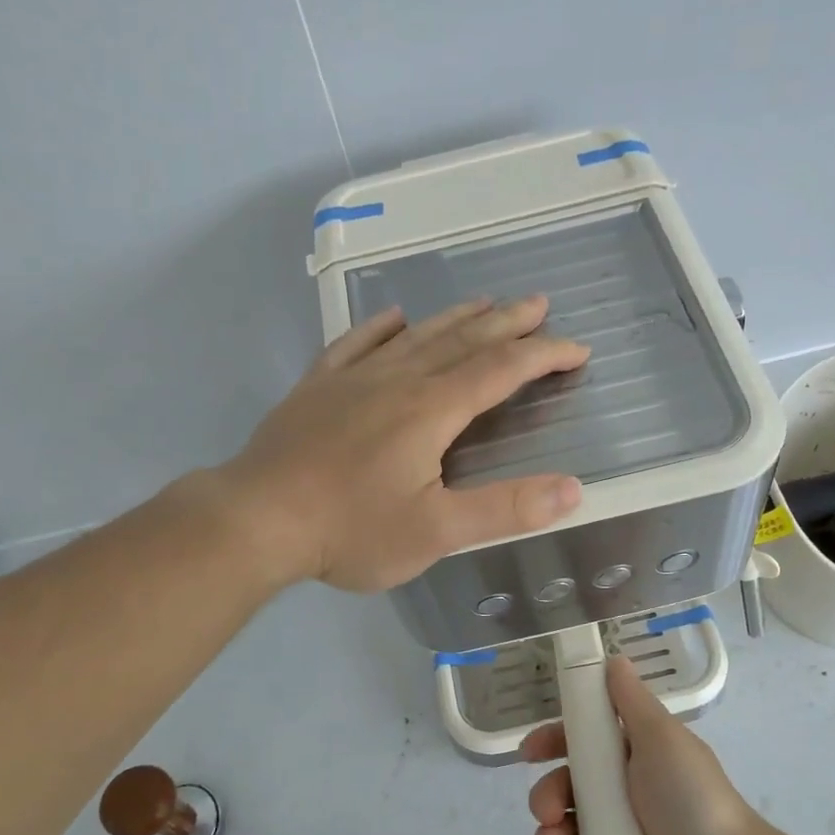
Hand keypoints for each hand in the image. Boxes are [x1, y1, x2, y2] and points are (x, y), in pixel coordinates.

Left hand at [218, 296, 588, 592]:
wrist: (257, 520)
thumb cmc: (351, 529)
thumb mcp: (437, 531)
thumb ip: (505, 509)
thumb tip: (573, 489)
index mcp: (431, 411)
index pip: (500, 371)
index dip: (542, 356)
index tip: (577, 349)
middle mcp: (397, 381)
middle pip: (462, 341)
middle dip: (506, 323)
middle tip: (538, 304)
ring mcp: (352, 380)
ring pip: (415, 336)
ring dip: (455, 318)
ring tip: (484, 302)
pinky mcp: (316, 389)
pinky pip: (355, 344)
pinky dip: (381, 328)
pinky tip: (394, 318)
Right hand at [521, 657, 762, 834]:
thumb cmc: (691, 798)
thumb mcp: (662, 738)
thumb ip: (631, 700)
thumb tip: (613, 658)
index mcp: (632, 758)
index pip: (581, 742)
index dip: (552, 742)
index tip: (530, 752)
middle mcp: (620, 795)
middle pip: (564, 787)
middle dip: (545, 796)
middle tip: (549, 811)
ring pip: (561, 829)